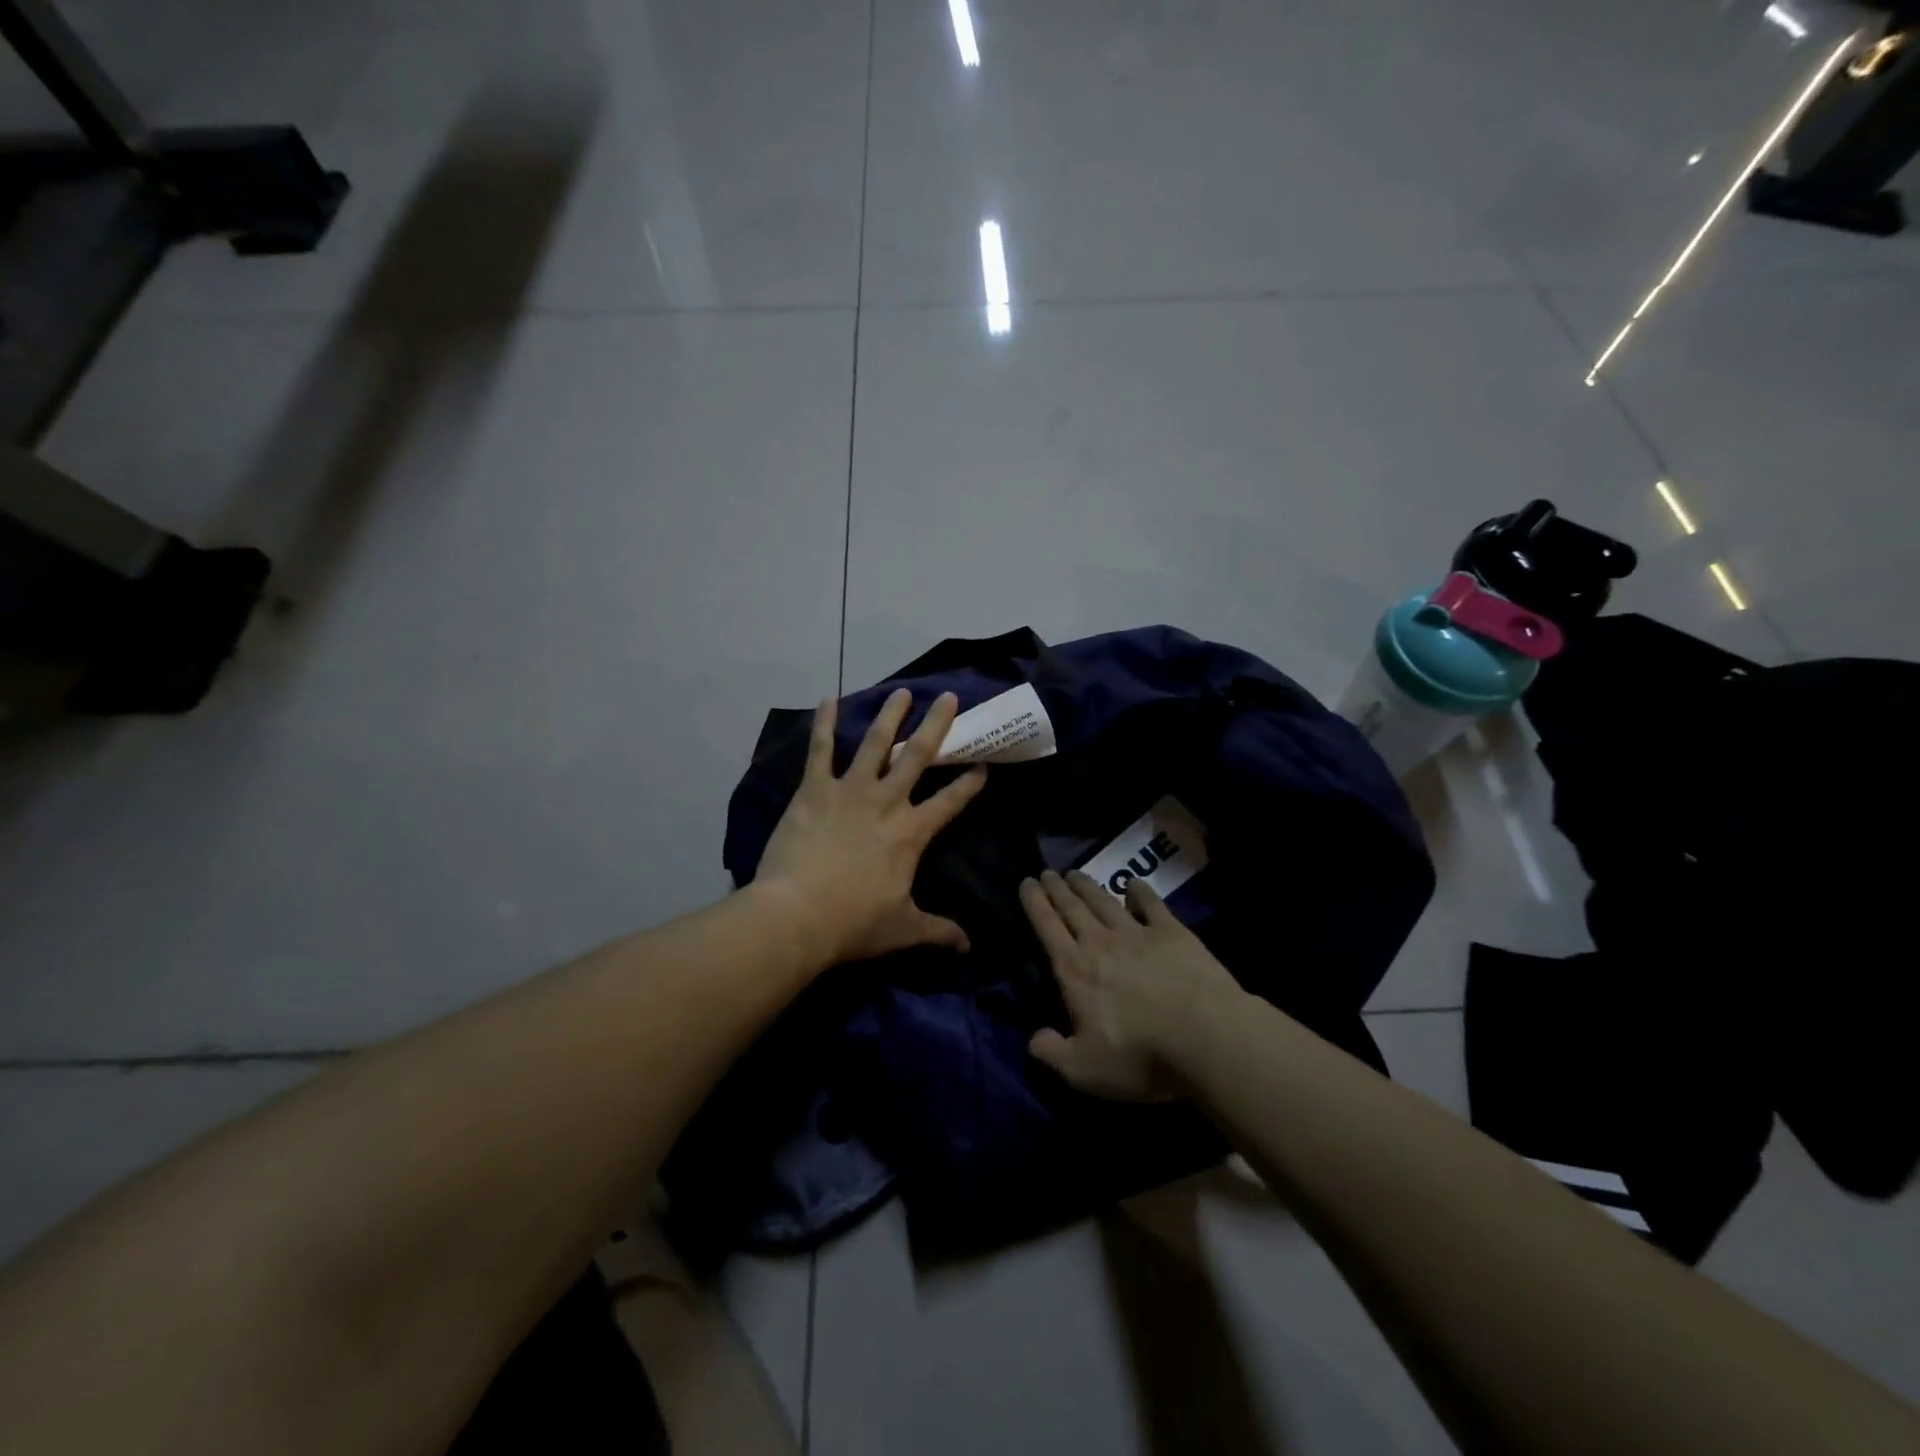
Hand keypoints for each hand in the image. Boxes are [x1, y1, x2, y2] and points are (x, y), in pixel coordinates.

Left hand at [756, 689, 987, 967]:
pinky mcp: (814, 789)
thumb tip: (969, 947)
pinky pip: (821, 749)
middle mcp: (887, 801)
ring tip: (901, 692)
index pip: (950, 802)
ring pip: (876, 743)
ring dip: (890, 716)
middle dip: (937, 725)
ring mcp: (849, 790)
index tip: (984, 764)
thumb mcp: (903, 929)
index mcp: (912, 833)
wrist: (797, 915)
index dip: (970, 783)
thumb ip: (938, 931)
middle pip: (919, 756)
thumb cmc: (853, 923)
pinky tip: (828, 698)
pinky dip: (825, 724)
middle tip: (948, 697)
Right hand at [1020, 870, 1243, 1100]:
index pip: (1047, 928)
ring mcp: (1137, 934)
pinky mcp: (1172, 933)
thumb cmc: (1140, 1056)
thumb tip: (1034, 1039)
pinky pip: (1150, 904)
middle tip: (1048, 872)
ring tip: (1076, 874)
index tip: (1027, 882)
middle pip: (1073, 908)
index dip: (1035, 903)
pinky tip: (1133, 884)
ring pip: (1105, 901)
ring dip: (1088, 886)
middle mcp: (1100, 943)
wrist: (1206, 1036)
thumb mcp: (1084, 1070)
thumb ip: (1052, 1053)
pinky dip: (1139, 891)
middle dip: (1057, 889)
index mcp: (1074, 971)